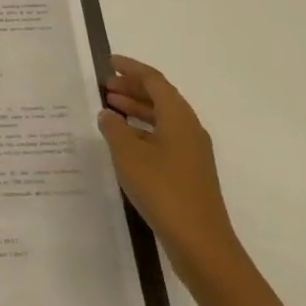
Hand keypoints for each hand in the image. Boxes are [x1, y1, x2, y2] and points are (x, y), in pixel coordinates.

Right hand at [97, 54, 243, 286]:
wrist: (200, 242)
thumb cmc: (163, 190)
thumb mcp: (129, 155)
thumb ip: (114, 129)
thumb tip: (108, 113)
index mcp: (178, 117)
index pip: (154, 80)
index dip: (131, 68)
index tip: (109, 62)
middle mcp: (189, 128)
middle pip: (160, 97)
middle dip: (133, 88)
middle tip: (105, 86)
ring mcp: (192, 151)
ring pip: (162, 118)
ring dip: (137, 110)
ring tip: (110, 109)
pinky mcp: (189, 172)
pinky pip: (163, 137)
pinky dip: (143, 131)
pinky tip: (125, 141)